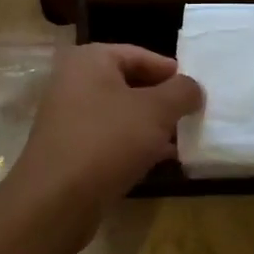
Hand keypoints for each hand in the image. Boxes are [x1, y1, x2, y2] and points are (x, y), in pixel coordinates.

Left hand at [8, 44, 202, 218]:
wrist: (57, 199)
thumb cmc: (108, 140)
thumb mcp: (156, 110)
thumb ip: (182, 91)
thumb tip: (193, 88)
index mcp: (89, 60)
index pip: (139, 55)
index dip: (171, 71)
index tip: (196, 90)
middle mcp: (73, 82)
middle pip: (129, 83)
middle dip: (162, 100)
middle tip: (191, 115)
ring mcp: (67, 117)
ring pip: (120, 114)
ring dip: (150, 126)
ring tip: (181, 139)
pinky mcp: (69, 148)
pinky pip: (109, 138)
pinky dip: (133, 145)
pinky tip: (158, 160)